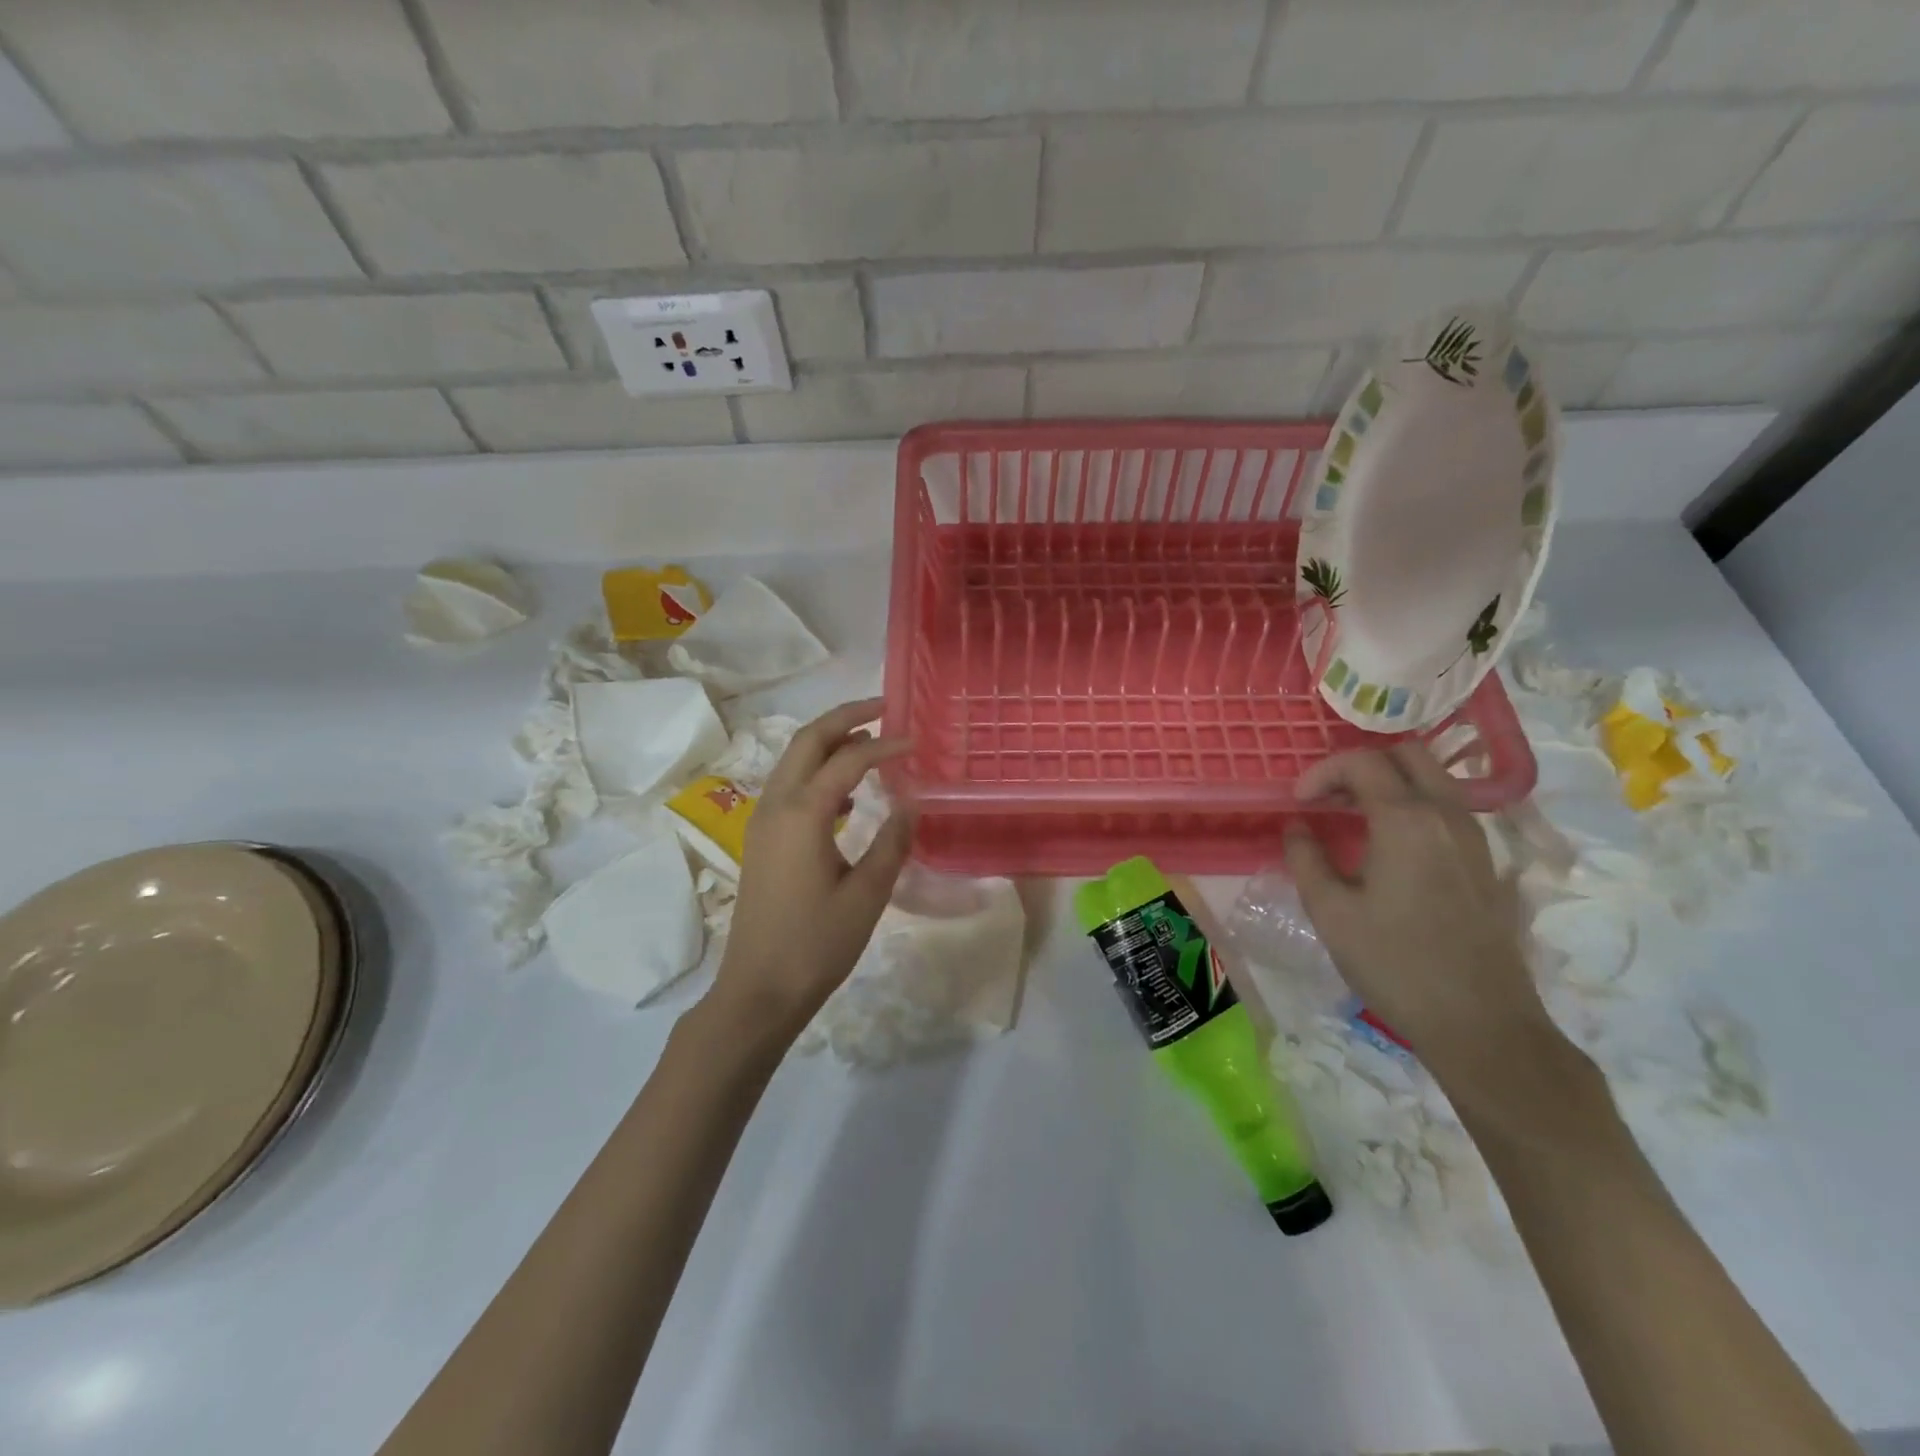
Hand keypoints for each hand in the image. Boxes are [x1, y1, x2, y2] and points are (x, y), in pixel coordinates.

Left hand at [706, 698, 916, 1041]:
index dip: (884, 745)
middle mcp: (775, 805)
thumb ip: (892, 842)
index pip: (848, 760)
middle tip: (884, 707)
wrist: (759, 989)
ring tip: (871, 741)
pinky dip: (818, 771)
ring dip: (829, 742)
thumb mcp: (867, 895)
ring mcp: (763, 821)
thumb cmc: (816, 944)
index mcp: (802, 813)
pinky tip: (847, 793)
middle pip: (807, 740)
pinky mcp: (762, 839)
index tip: (917, 740)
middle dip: (845, 717)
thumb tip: (911, 804)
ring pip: (794, 760)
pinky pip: (790, 786)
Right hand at [1283, 744, 1560, 1094]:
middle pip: (1406, 754)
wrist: (1481, 1023)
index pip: (1361, 762)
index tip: (1297, 803)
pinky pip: (1446, 807)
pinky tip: (1387, 845)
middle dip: (1360, 765)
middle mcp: (1447, 815)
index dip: (1321, 773)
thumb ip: (1306, 858)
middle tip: (1328, 798)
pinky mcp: (1485, 861)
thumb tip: (1297, 827)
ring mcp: (1474, 836)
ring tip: (1351, 817)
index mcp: (1406, 820)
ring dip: (1388, 783)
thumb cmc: (1394, 964)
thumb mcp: (1331, 912)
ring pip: (1432, 778)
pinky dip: (1411, 805)